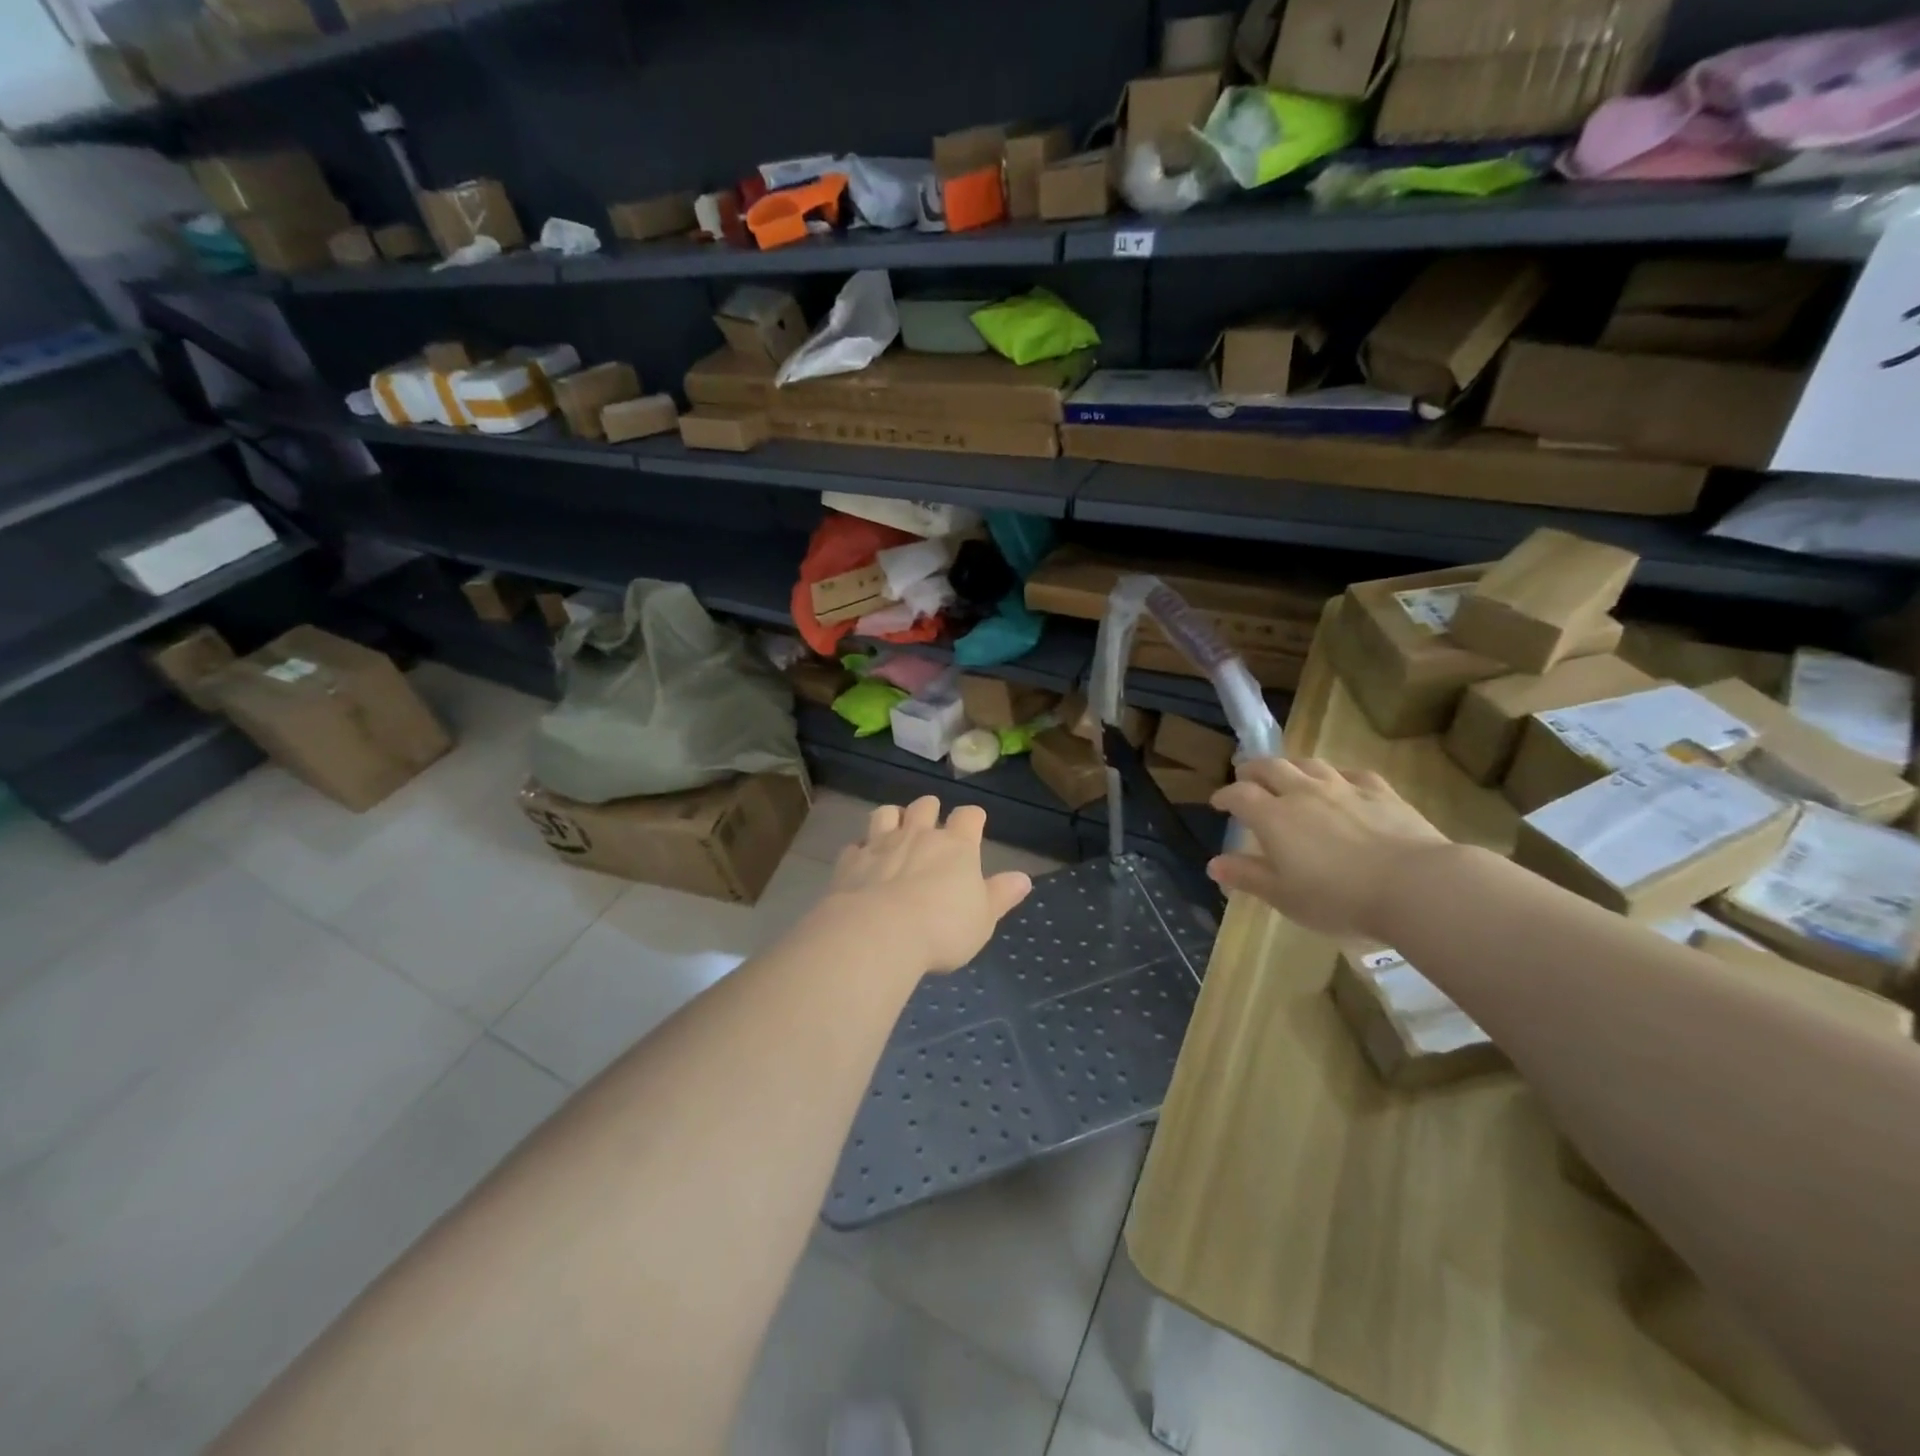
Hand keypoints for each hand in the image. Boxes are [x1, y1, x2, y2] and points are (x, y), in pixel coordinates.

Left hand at [824, 797, 1033, 972]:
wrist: (878, 933)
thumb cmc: (942, 928)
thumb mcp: (983, 919)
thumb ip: (1001, 896)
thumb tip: (1023, 879)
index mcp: (956, 846)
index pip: (969, 816)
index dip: (973, 818)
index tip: (974, 824)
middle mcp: (919, 835)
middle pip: (925, 805)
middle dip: (930, 810)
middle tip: (931, 824)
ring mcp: (881, 844)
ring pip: (886, 813)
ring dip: (892, 818)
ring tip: (895, 830)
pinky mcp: (850, 861)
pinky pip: (855, 845)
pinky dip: (861, 850)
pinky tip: (862, 863)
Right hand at [1208, 758, 1449, 941]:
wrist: (1415, 886)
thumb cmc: (1338, 897)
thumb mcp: (1283, 896)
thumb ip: (1247, 876)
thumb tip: (1213, 864)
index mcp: (1274, 817)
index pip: (1240, 795)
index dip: (1225, 796)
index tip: (1218, 803)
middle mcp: (1303, 793)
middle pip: (1271, 768)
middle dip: (1253, 770)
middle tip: (1246, 777)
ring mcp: (1344, 788)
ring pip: (1309, 764)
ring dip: (1292, 767)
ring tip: (1288, 775)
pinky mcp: (1381, 792)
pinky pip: (1352, 774)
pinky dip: (1337, 775)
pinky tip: (1341, 783)